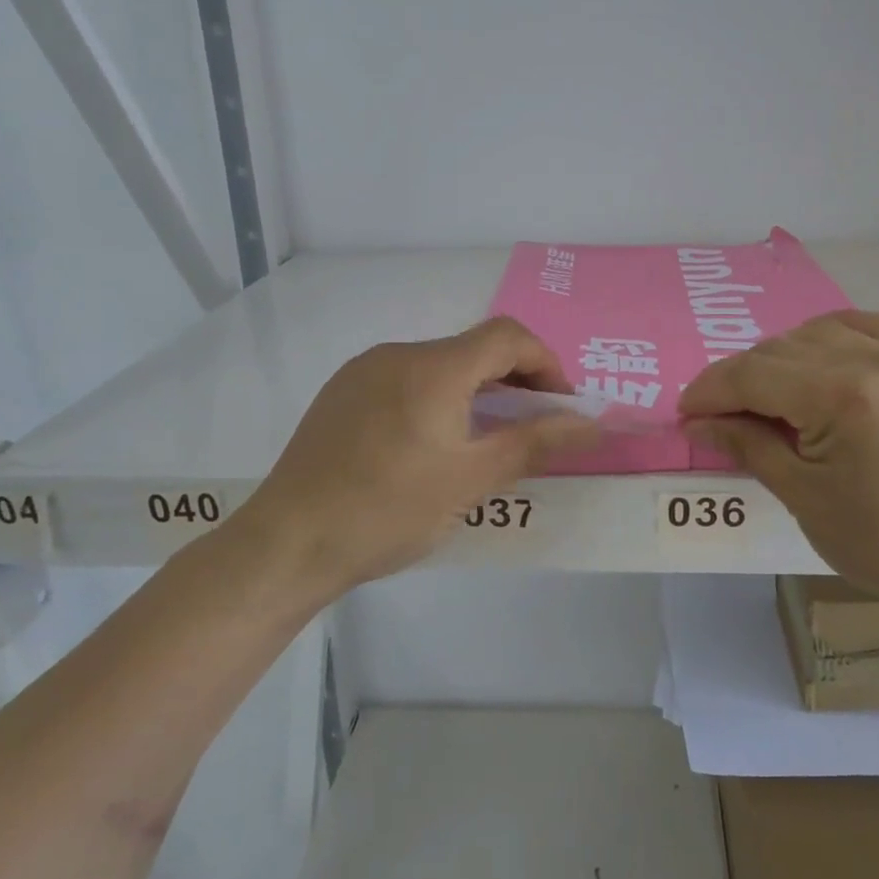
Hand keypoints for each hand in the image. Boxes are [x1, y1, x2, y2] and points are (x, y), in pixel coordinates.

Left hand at [238, 317, 598, 597]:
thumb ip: (534, 442)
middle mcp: (398, 354)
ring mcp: (363, 371)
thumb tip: (591, 423)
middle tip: (530, 428)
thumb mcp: (471, 480)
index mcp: (433, 368)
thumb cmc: (388, 511)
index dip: (545, 362)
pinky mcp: (341, 393)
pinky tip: (428, 445)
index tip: (560, 405)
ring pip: (438, 365)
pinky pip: (405, 379)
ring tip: (482, 441)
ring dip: (474, 391)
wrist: (287, 542)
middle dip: (513, 380)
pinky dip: (436, 398)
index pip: (507, 336)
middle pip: (473, 349)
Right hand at [679, 312, 878, 616]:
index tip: (684, 414)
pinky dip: (832, 336)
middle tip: (719, 417)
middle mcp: (873, 357)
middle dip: (738, 379)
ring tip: (767, 396)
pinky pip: (869, 326)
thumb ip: (749, 446)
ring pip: (818, 332)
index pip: (751, 375)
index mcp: (839, 394)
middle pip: (779, 349)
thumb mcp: (805, 498)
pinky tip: (822, 359)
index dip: (709, 391)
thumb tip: (699, 423)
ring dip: (780, 357)